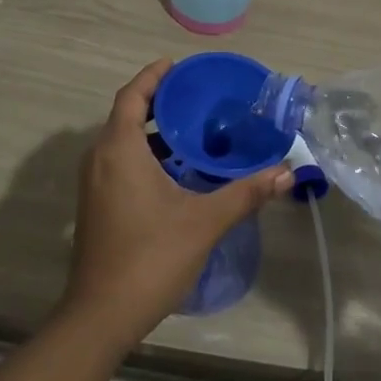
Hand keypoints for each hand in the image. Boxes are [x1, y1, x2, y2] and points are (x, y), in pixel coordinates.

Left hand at [60, 60, 292, 346]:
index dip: (153, 76)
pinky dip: (143, 153)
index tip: (179, 65)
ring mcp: (93, 182)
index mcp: (119, 149)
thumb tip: (287, 172)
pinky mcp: (95, 203)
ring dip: (152, 130)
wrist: (101, 315)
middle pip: (126, 113)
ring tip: (192, 130)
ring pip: (122, 140)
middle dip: (159, 101)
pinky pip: (118, 160)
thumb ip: (245, 193)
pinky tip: (176, 170)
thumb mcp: (204, 222)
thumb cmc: (150, 257)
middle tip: (196, 97)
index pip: (132, 95)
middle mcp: (100, 157)